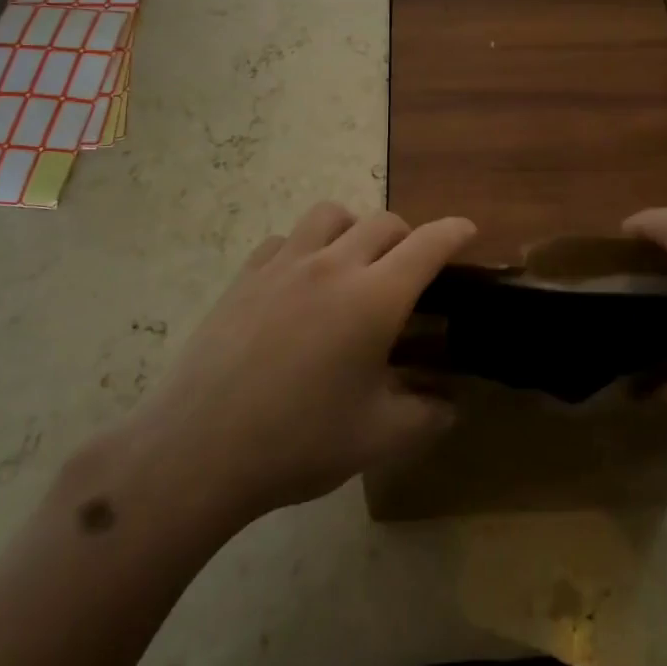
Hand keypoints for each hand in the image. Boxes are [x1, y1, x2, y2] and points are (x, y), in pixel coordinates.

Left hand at [126, 203, 474, 524]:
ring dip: (355, 228)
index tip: (467, 231)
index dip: (454, 232)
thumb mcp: (380, 437)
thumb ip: (429, 415)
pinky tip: (299, 282)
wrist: (199, 450)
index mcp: (375, 298)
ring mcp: (283, 265)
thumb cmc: (299, 442)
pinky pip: (285, 239)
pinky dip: (305, 246)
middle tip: (410, 270)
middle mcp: (333, 266)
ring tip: (354, 263)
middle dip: (409, 237)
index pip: (428, 244)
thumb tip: (451, 403)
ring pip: (331, 214)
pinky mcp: (245, 276)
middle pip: (384, 222)